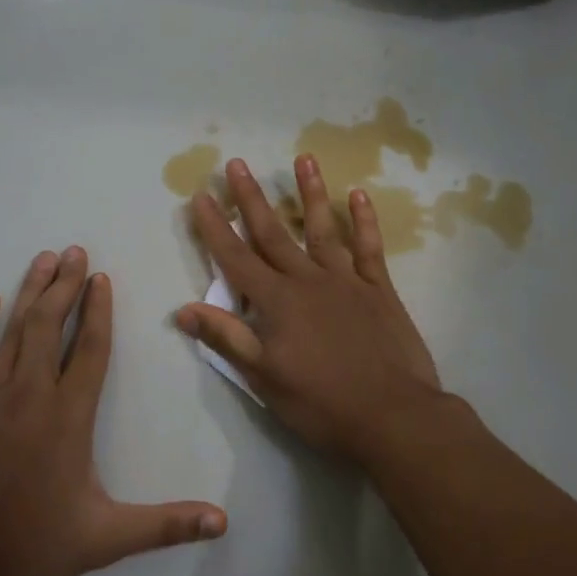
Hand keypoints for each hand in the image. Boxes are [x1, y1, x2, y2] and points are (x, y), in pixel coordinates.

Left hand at [0, 248, 227, 575]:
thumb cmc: (27, 547)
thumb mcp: (103, 540)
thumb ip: (165, 526)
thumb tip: (223, 522)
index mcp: (67, 416)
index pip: (89, 349)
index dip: (97, 310)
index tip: (101, 277)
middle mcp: (28, 392)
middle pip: (49, 325)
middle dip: (65, 285)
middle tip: (76, 252)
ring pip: (12, 328)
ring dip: (30, 291)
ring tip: (45, 259)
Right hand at [176, 156, 446, 467]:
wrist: (393, 416)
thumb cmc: (322, 403)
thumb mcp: (264, 379)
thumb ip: (227, 339)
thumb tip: (183, 310)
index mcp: (277, 302)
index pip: (236, 258)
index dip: (216, 228)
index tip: (201, 196)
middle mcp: (308, 281)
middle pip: (273, 234)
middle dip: (251, 199)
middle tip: (237, 164)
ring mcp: (347, 281)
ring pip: (324, 229)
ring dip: (310, 194)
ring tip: (304, 159)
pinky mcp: (379, 290)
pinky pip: (369, 248)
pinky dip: (364, 221)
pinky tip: (359, 196)